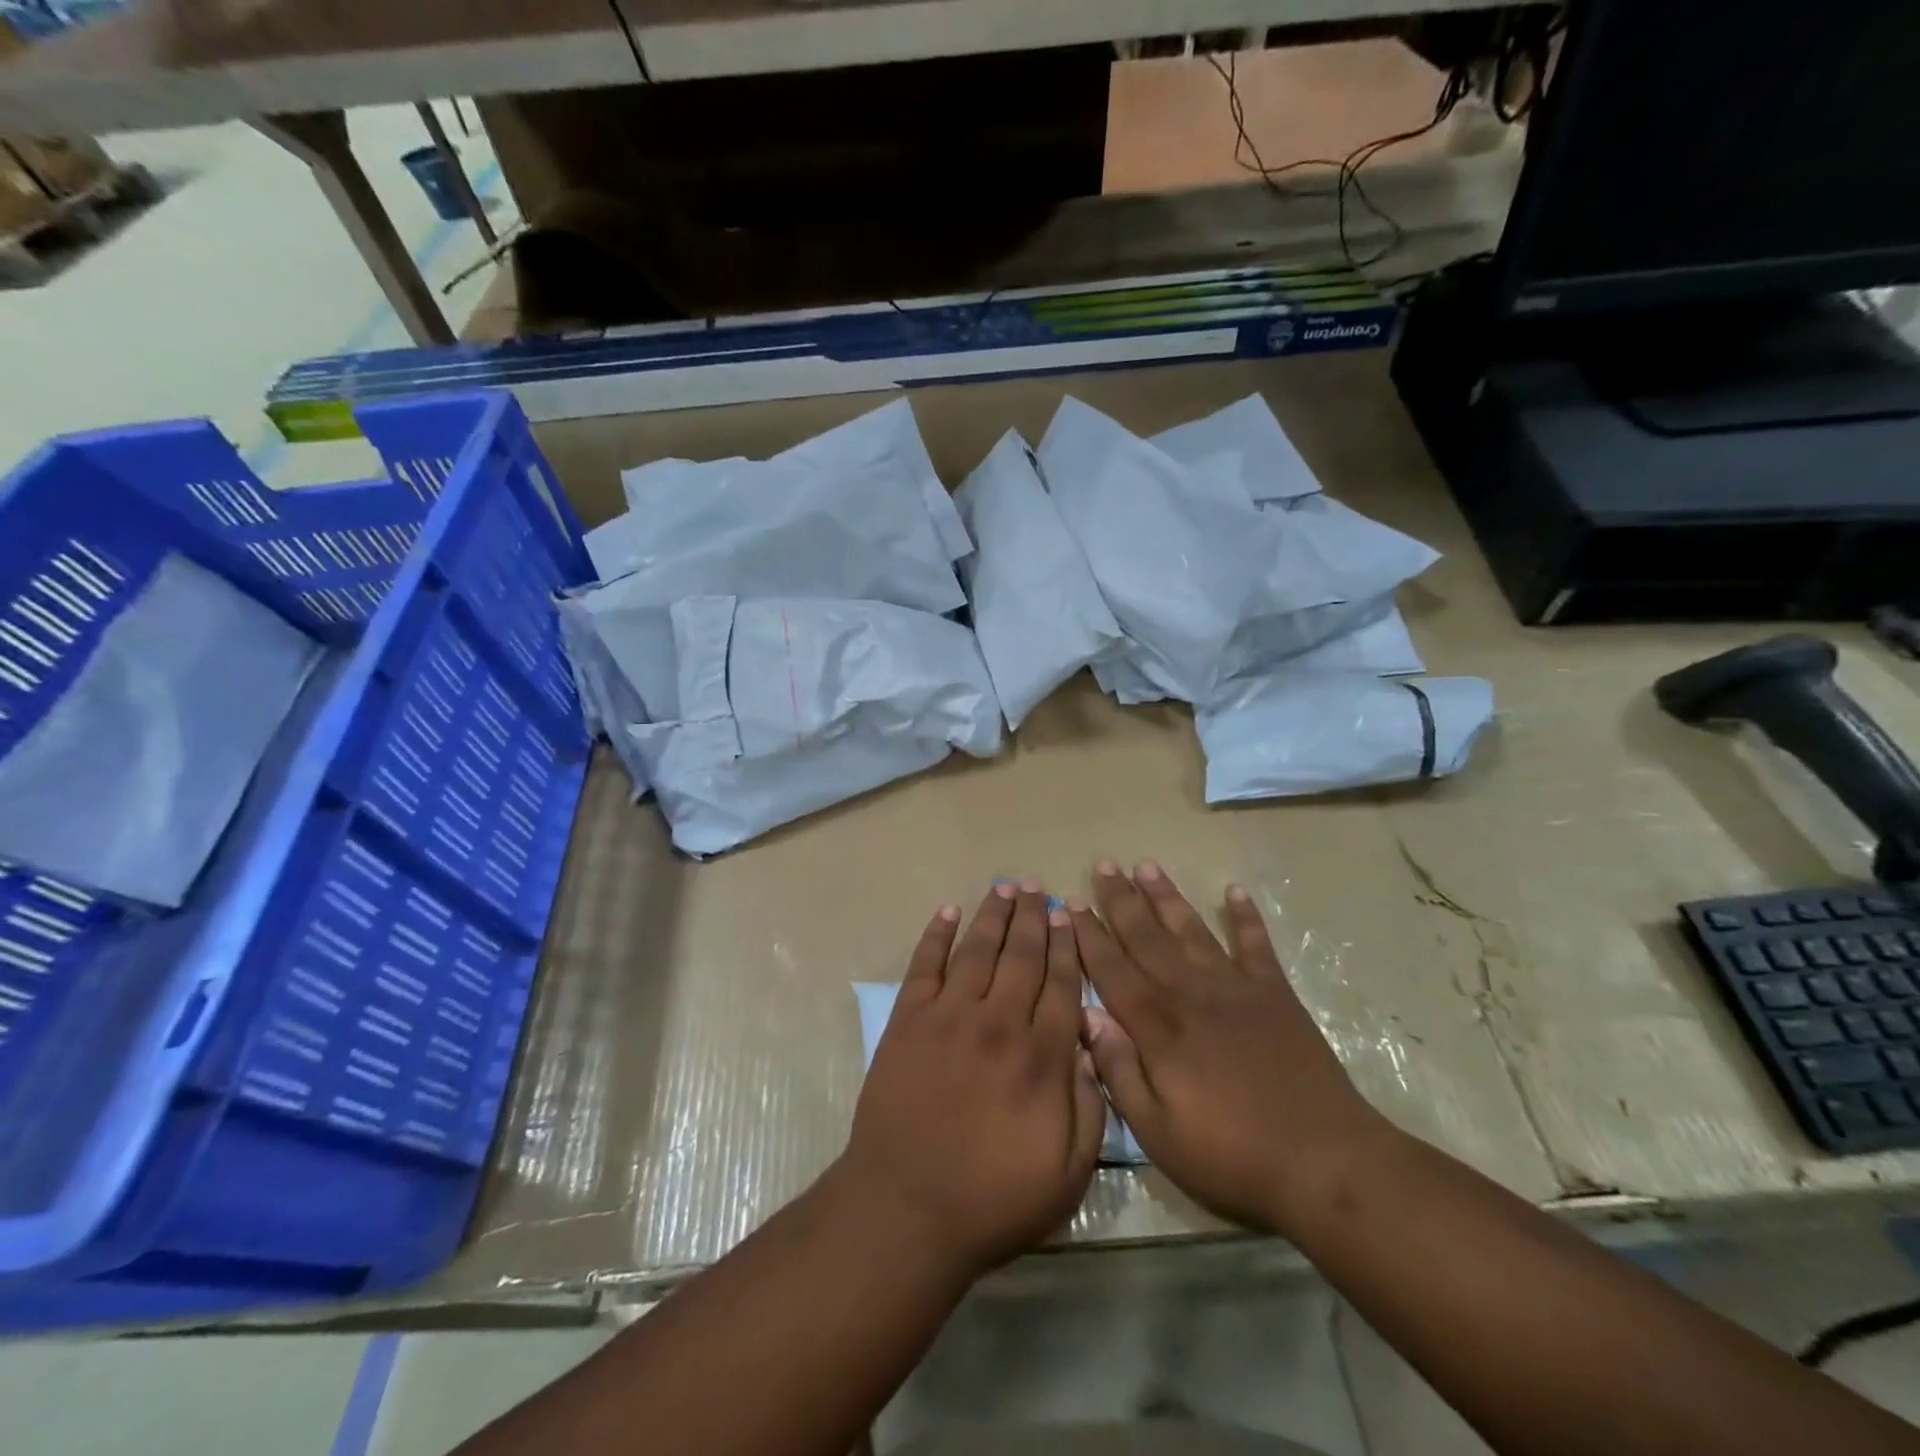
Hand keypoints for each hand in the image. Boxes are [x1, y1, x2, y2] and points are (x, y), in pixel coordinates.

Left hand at [838, 881, 1105, 1279]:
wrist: (906, 1208)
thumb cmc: (993, 1199)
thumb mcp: (1068, 1173)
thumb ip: (1092, 1108)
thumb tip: (1091, 1049)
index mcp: (1041, 1056)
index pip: (1061, 984)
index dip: (1066, 946)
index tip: (1068, 916)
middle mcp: (999, 1021)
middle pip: (1022, 955)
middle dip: (1033, 917)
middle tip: (1038, 886)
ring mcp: (950, 1016)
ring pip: (978, 949)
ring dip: (993, 914)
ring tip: (1004, 886)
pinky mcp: (909, 1020)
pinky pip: (925, 964)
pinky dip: (936, 934)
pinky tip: (948, 912)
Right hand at [1071, 860, 1389, 1235]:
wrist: (1323, 1160)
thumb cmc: (1230, 1154)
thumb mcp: (1157, 1132)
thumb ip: (1118, 1071)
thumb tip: (1087, 1017)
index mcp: (1157, 1025)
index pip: (1111, 969)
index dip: (1089, 935)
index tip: (1070, 903)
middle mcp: (1190, 992)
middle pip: (1146, 936)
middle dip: (1121, 900)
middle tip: (1103, 865)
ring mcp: (1235, 988)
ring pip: (1191, 929)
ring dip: (1167, 896)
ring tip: (1146, 865)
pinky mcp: (1275, 994)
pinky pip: (1256, 945)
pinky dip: (1245, 917)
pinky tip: (1234, 891)